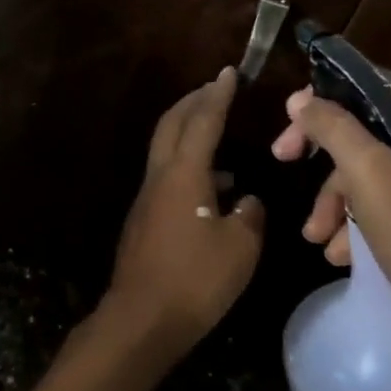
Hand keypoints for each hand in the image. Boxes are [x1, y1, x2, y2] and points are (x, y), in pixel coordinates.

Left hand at [101, 67, 265, 365]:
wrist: (141, 318)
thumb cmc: (195, 279)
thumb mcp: (240, 248)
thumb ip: (249, 216)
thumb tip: (246, 200)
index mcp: (184, 172)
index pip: (203, 120)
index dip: (217, 94)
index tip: (228, 72)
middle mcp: (161, 175)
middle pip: (173, 123)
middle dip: (194, 100)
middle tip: (215, 87)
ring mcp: (148, 196)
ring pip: (167, 148)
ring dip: (189, 131)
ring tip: (217, 132)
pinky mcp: (145, 218)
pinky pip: (167, 174)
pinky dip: (188, 164)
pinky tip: (213, 188)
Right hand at [270, 84, 390, 358]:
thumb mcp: (368, 174)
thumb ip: (334, 128)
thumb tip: (302, 100)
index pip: (370, 85)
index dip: (325, 96)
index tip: (289, 119)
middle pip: (364, 126)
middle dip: (322, 154)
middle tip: (282, 159)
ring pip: (368, 166)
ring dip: (334, 198)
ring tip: (314, 234)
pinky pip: (382, 198)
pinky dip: (355, 220)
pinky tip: (338, 252)